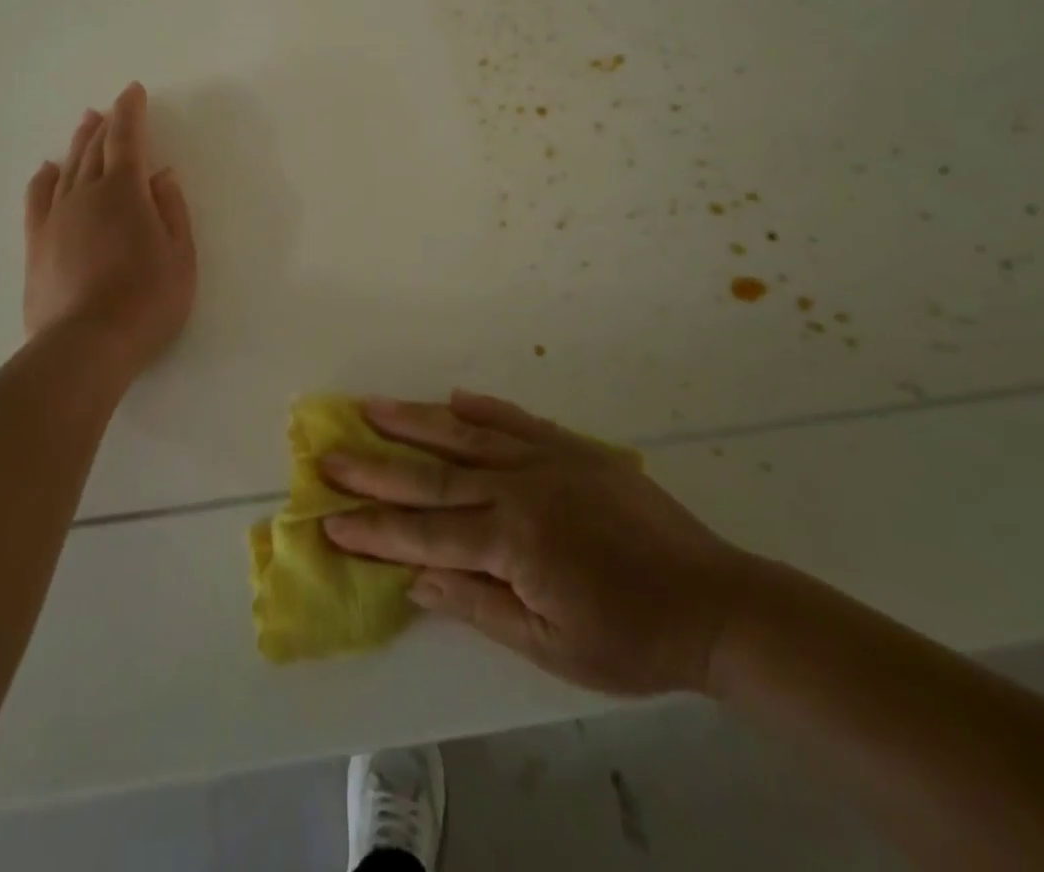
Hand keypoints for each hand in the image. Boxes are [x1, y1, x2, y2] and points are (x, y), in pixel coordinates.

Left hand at [23, 82, 196, 376]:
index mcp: (124, 192)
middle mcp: (86, 194)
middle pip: (94, 148)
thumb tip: (162, 174)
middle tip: (110, 108)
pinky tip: (47, 169)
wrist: (86, 345)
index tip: (133, 91)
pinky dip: (44, 178)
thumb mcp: (180, 256)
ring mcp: (56, 217)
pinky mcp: (36, 243)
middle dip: (105, 124)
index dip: (131, 112)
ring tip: (85, 124)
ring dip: (78, 143)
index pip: (127, 139)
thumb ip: (172, 210)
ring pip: (67, 168)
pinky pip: (37, 198)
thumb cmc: (147, 300)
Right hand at [320, 391, 751, 697]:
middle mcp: (520, 488)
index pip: (426, 533)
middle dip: (375, 467)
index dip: (374, 529)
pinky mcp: (573, 448)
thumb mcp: (550, 645)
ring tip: (371, 406)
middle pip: (433, 475)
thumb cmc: (630, 637)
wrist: (715, 601)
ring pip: (466, 435)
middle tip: (329, 452)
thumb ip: (477, 604)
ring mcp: (546, 459)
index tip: (328, 518)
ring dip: (414, 421)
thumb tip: (414, 578)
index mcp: (512, 540)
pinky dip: (481, 409)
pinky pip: (516, 420)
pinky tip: (453, 398)